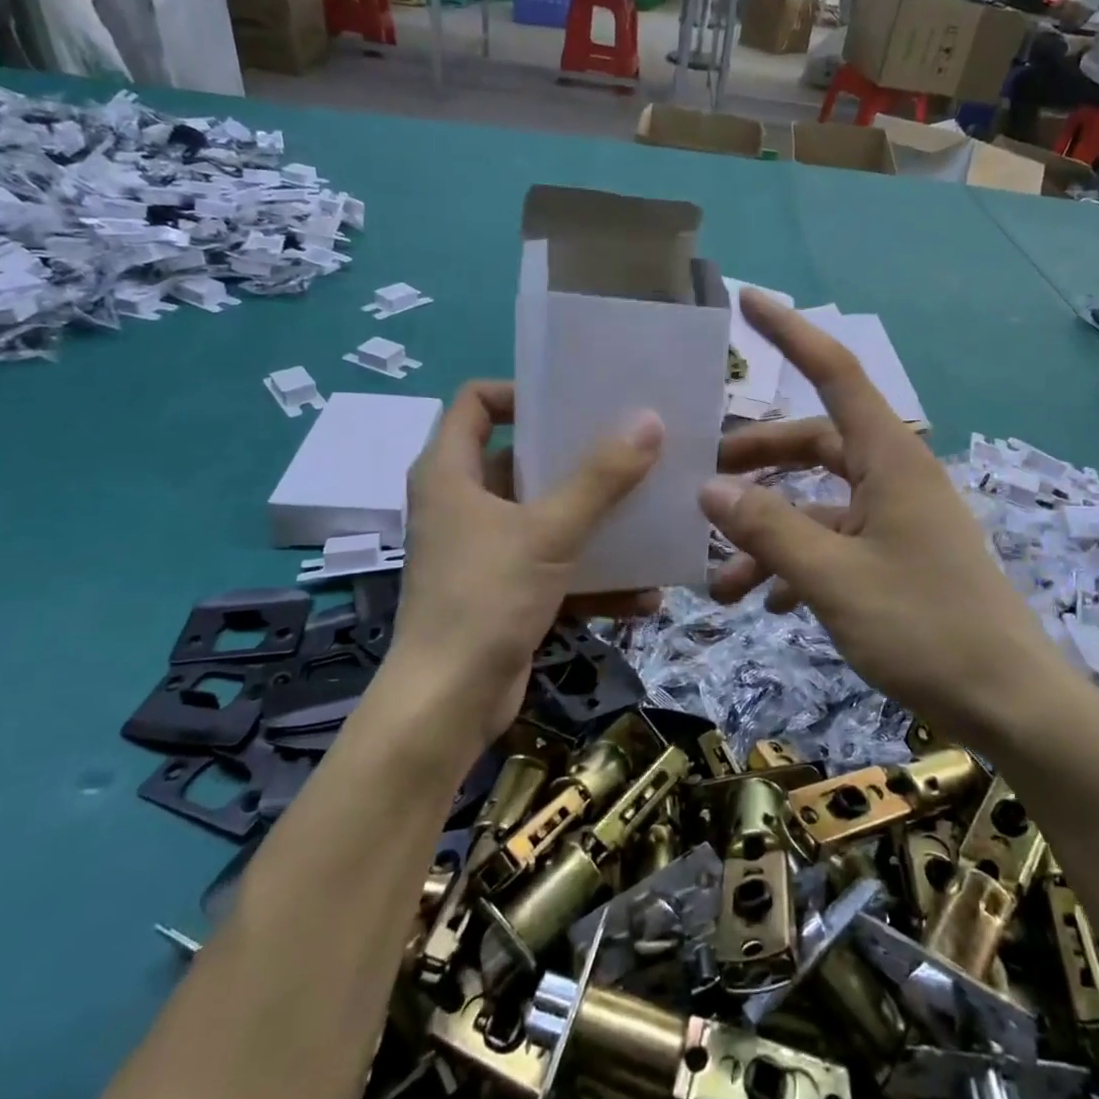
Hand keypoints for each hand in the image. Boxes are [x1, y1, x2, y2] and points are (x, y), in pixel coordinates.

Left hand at [384, 381, 663, 763]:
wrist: (448, 705)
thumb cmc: (486, 598)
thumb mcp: (549, 532)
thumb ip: (600, 478)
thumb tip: (649, 422)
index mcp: (450, 472)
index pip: (475, 402)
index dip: (520, 393)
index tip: (574, 403)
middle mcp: (461, 503)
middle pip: (520, 459)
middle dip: (577, 458)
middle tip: (631, 449)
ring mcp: (482, 549)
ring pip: (544, 516)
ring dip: (594, 521)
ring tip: (649, 515)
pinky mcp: (503, 590)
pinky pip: (553, 567)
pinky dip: (591, 576)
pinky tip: (644, 593)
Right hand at [701, 291, 1066, 749]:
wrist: (1010, 706)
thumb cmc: (925, 628)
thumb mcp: (833, 579)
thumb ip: (768, 530)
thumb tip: (710, 490)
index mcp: (890, 459)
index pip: (835, 374)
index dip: (790, 333)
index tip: (747, 302)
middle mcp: (894, 478)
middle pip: (814, 445)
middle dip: (757, 462)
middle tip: (703, 481)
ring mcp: (897, 521)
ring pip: (817, 506)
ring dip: (768, 535)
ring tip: (719, 583)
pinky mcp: (898, 561)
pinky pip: (835, 545)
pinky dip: (797, 565)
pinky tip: (767, 605)